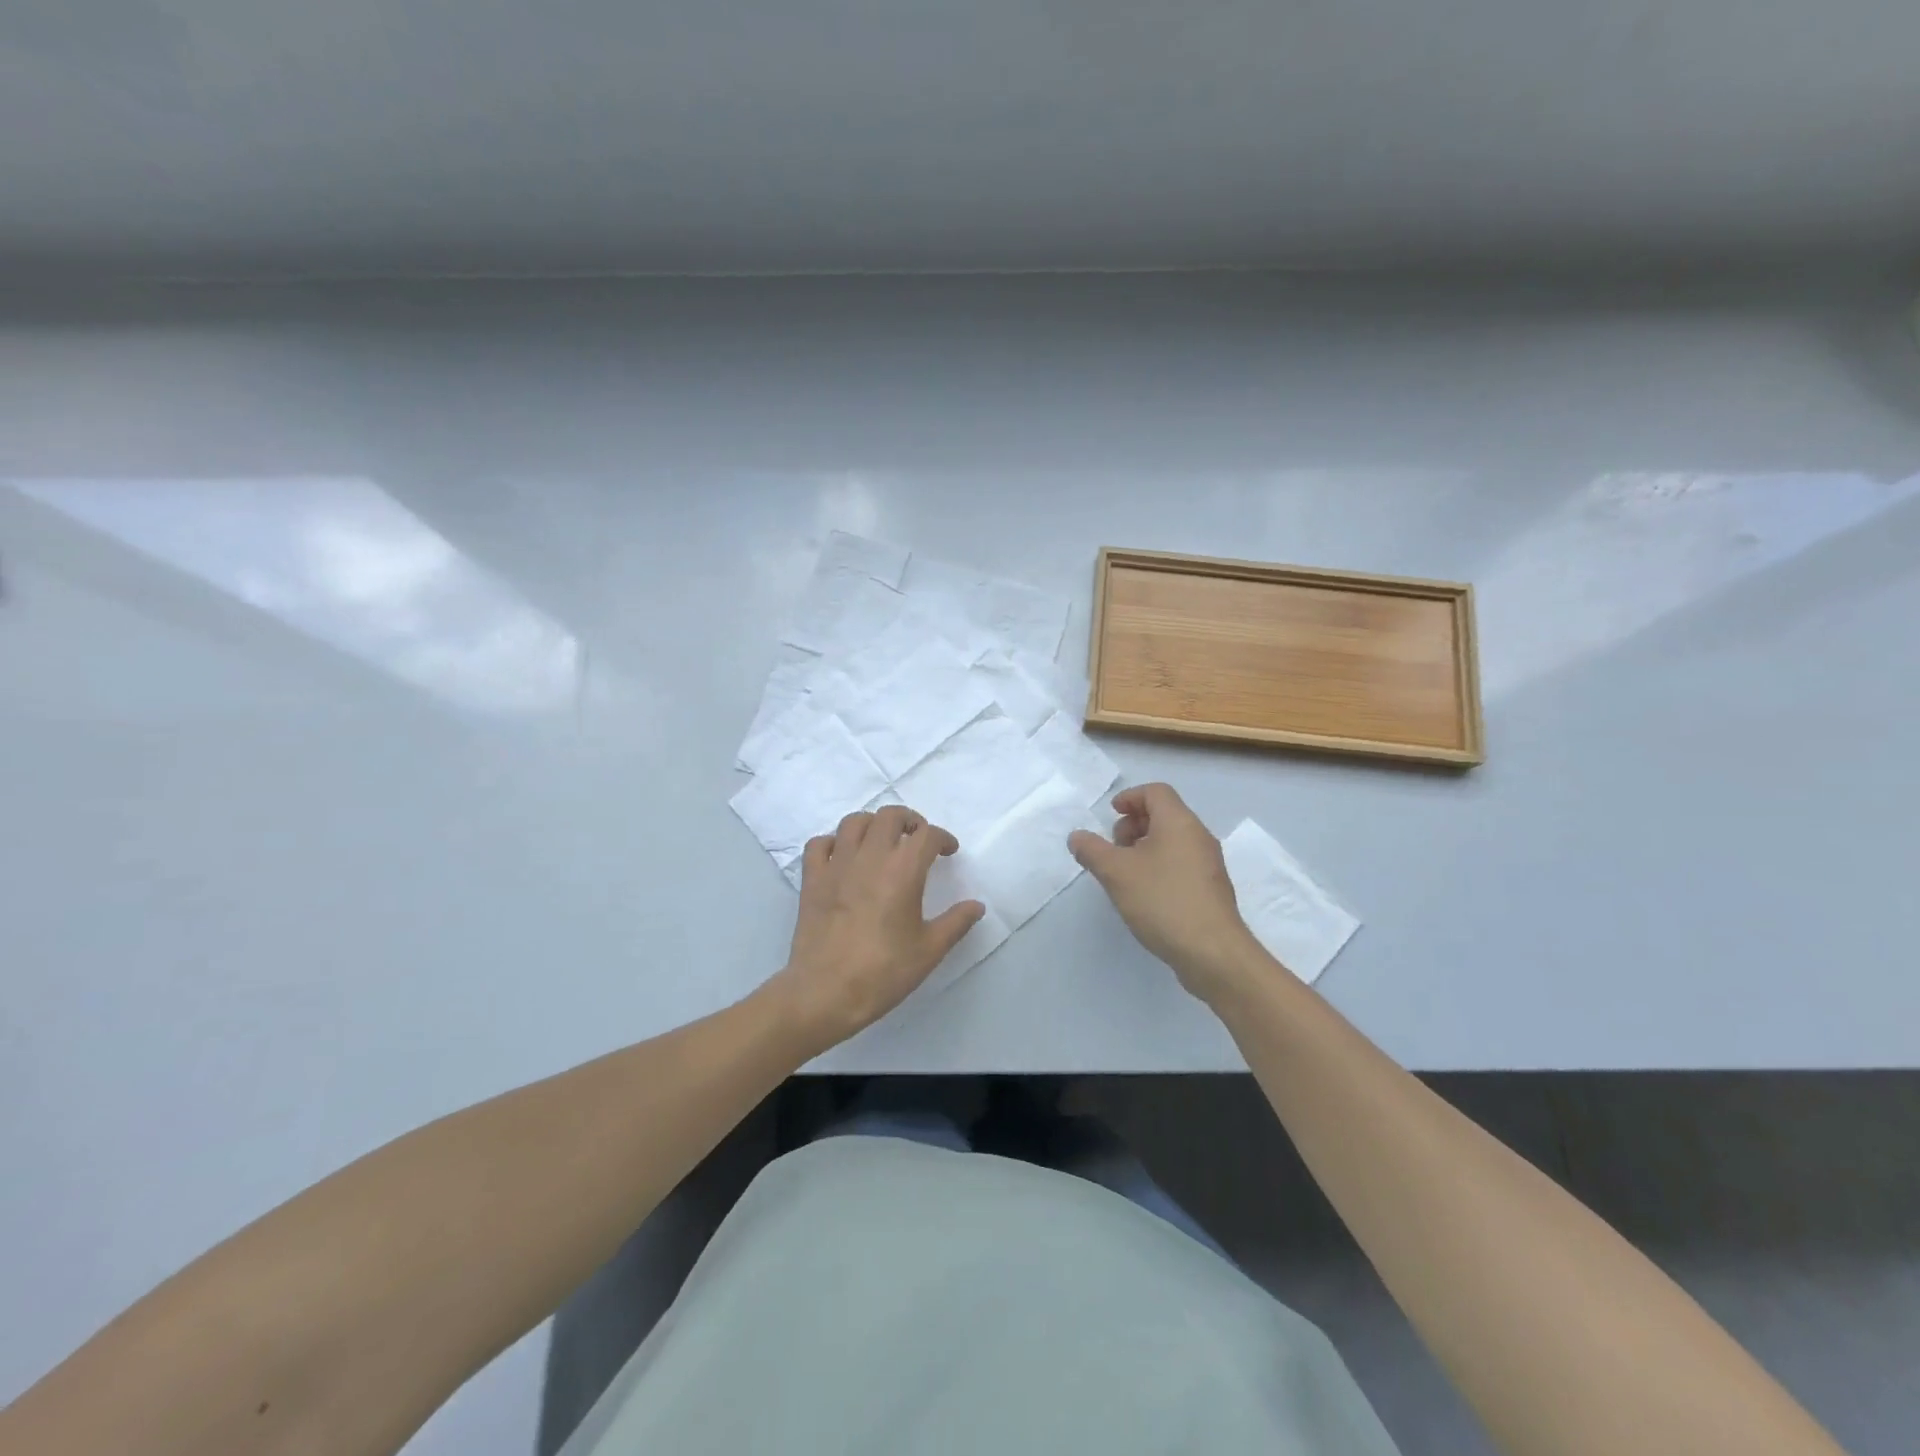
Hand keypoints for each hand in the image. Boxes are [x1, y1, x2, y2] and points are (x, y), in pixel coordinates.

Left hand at [771, 806, 984, 1048]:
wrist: (824, 993)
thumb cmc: (883, 972)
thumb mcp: (929, 950)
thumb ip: (956, 922)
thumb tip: (977, 906)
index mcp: (902, 870)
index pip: (927, 835)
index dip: (943, 838)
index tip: (948, 852)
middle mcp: (869, 857)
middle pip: (890, 816)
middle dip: (909, 821)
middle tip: (917, 839)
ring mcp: (836, 865)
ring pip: (854, 822)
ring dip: (873, 824)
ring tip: (882, 842)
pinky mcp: (812, 879)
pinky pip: (819, 844)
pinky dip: (833, 843)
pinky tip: (843, 857)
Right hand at [1069, 783, 1266, 1002]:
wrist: (1212, 952)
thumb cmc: (1162, 901)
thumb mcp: (1116, 873)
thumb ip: (1092, 850)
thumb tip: (1077, 836)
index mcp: (1179, 822)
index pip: (1156, 792)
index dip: (1130, 797)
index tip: (1111, 815)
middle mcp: (1198, 836)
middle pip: (1164, 814)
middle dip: (1134, 824)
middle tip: (1114, 848)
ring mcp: (1209, 864)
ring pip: (1173, 841)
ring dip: (1145, 847)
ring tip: (1125, 874)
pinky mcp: (1211, 889)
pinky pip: (1181, 863)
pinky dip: (1160, 866)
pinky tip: (1145, 894)